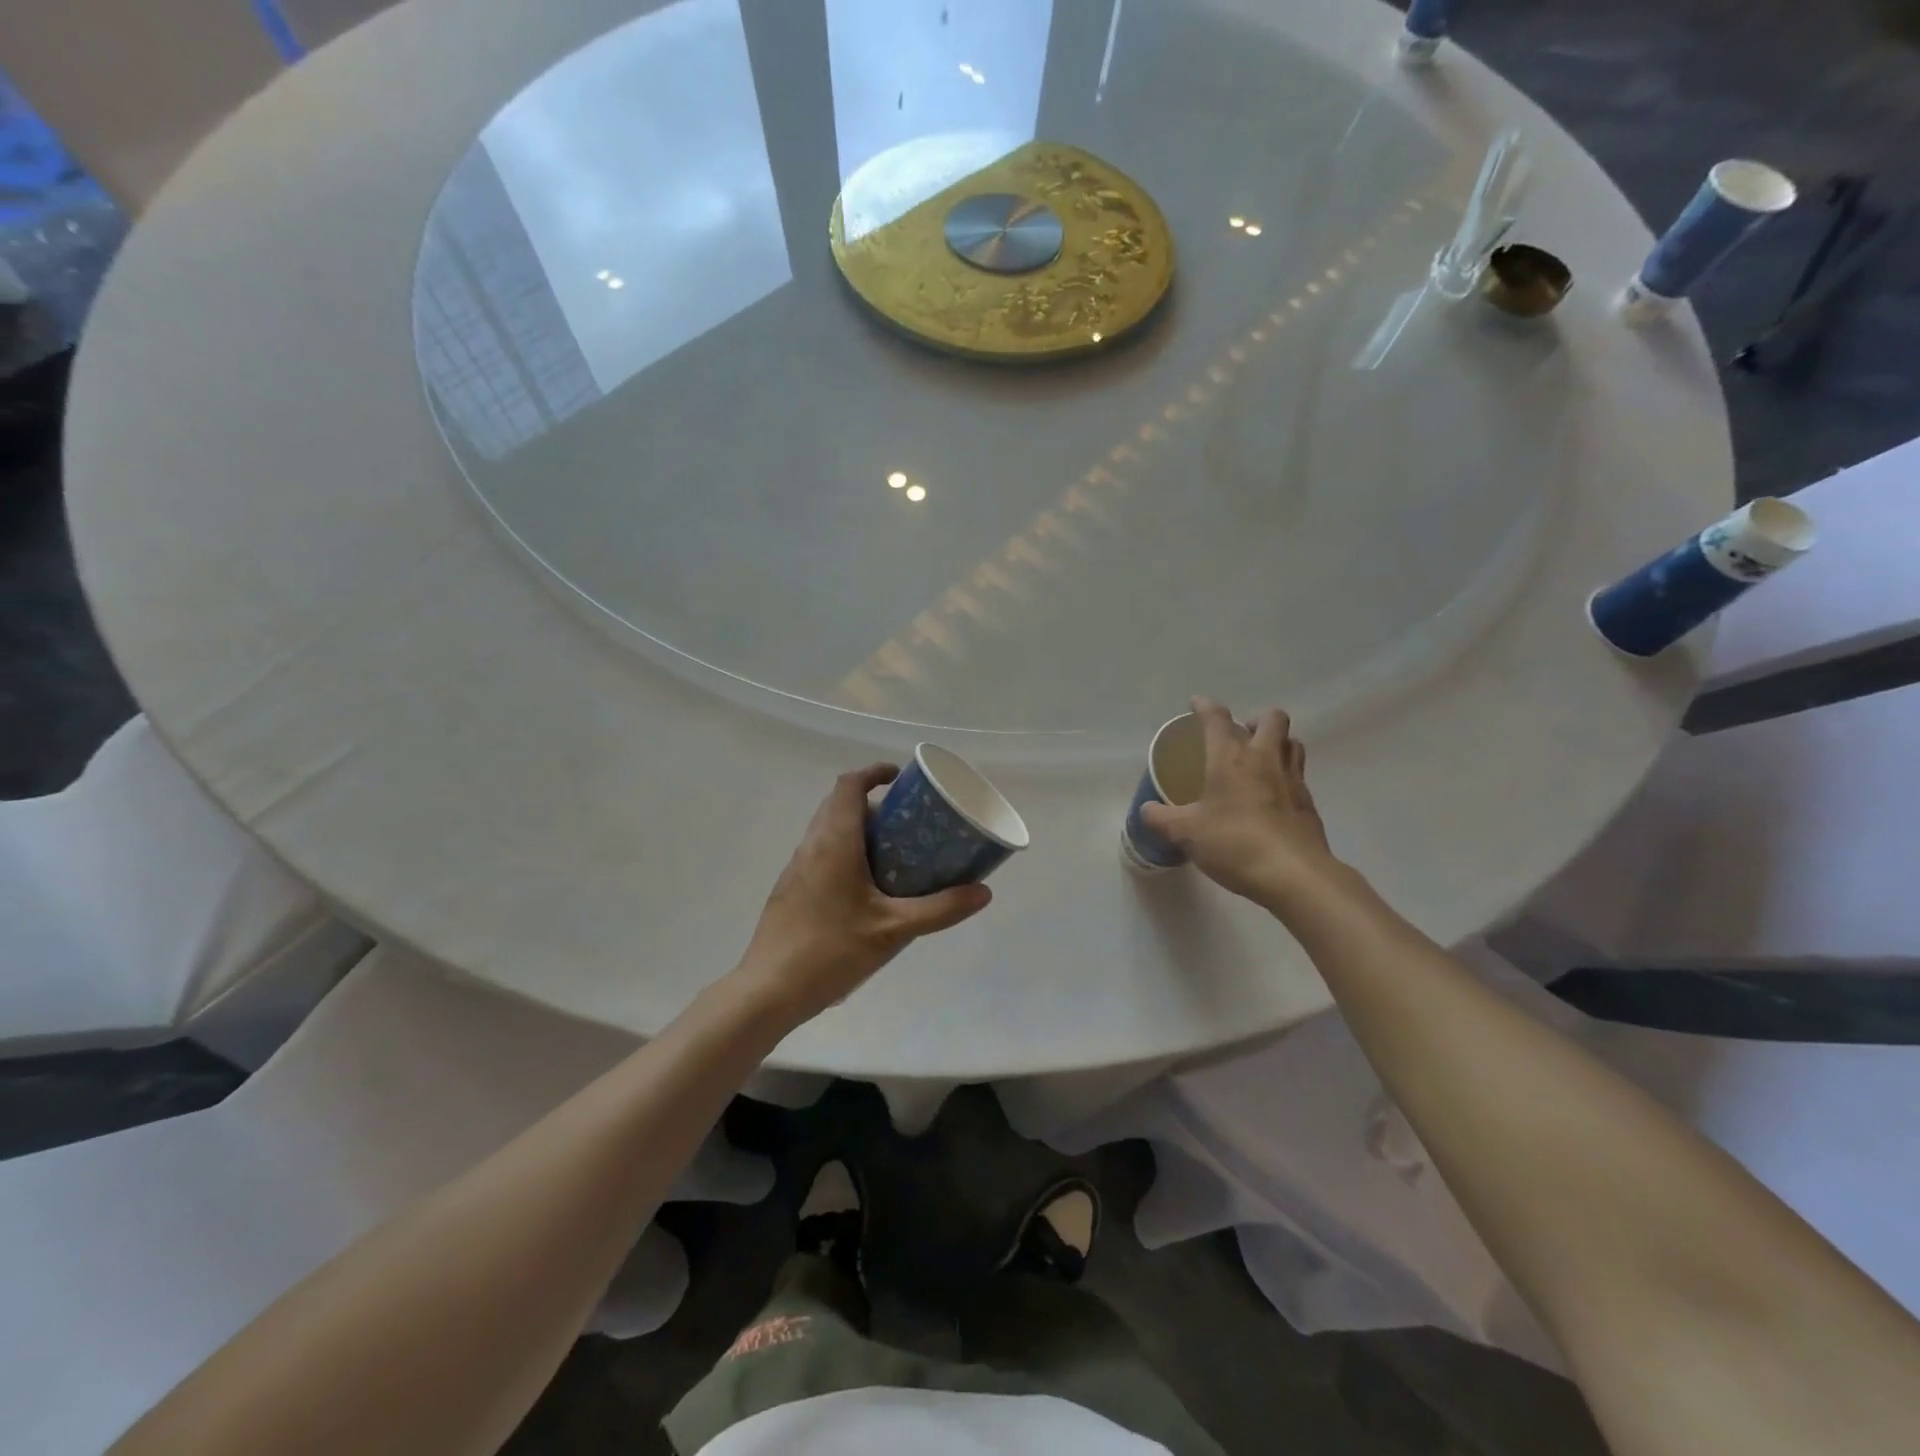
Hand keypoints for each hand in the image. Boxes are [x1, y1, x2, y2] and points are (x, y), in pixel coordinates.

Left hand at [734, 765, 992, 1022]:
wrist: (769, 990)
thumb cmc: (831, 950)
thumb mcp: (893, 929)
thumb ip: (940, 909)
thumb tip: (983, 892)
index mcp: (834, 842)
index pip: (849, 785)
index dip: (873, 773)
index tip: (900, 777)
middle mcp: (811, 846)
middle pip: (839, 804)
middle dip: (872, 801)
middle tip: (907, 819)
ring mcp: (796, 868)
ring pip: (828, 829)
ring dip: (858, 827)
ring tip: (894, 850)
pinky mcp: (791, 890)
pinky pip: (821, 853)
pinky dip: (845, 851)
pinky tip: (866, 887)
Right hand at [1139, 697, 1337, 906]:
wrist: (1294, 875)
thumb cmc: (1234, 843)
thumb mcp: (1186, 833)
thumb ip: (1161, 818)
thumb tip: (1146, 809)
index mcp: (1231, 758)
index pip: (1217, 719)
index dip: (1205, 707)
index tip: (1197, 703)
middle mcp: (1265, 759)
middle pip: (1272, 719)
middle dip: (1255, 719)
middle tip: (1239, 735)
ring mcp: (1292, 780)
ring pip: (1292, 743)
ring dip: (1277, 742)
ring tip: (1259, 759)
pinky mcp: (1308, 803)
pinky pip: (1298, 775)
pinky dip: (1285, 775)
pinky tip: (1271, 796)